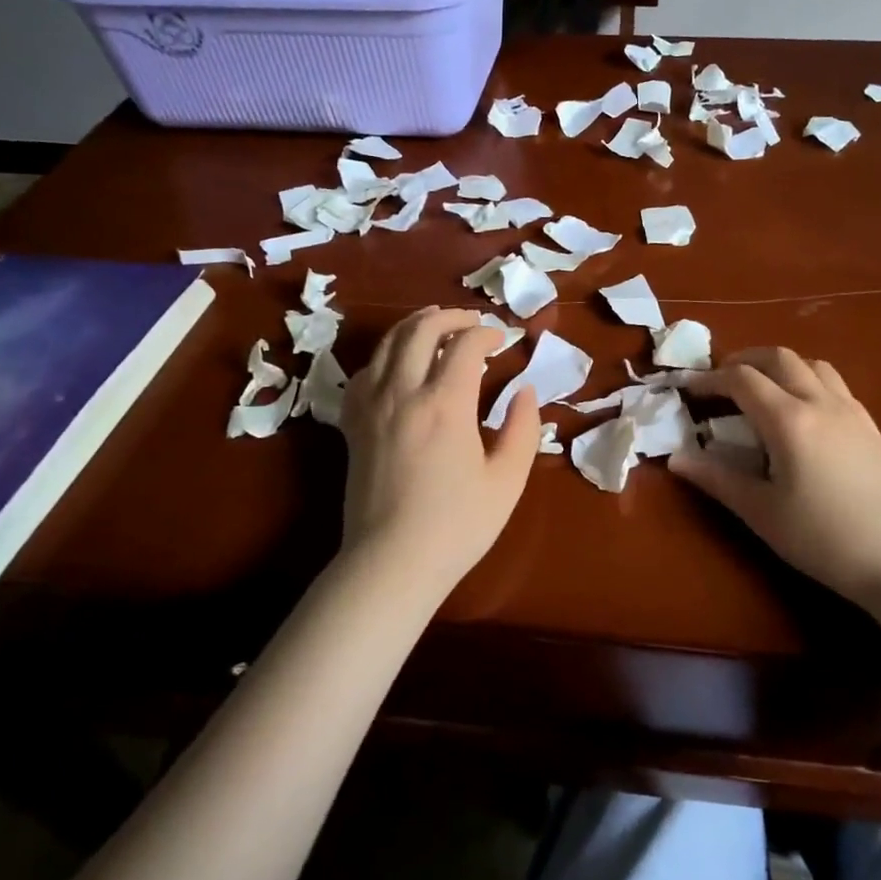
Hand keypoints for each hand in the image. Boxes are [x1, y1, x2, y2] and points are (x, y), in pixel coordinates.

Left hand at [339, 307, 539, 593]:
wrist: (392, 562)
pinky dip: (383, 356)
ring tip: (434, 324)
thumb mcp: (507, 481)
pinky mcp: (354, 425)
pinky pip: (363, 373)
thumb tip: (526, 392)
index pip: (465, 345)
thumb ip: (523, 429)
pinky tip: (395, 364)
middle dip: (449, 317)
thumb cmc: (457, 526)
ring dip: (413, 326)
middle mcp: (403, 393)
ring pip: (387, 344)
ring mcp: (372, 407)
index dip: (487, 333)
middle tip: (471, 322)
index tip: (503, 339)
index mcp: (445, 404)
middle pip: (420, 330)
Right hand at [670, 347, 880, 609]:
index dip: (711, 379)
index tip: (690, 390)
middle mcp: (820, 402)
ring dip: (780, 365)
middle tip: (722, 381)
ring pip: (811, 364)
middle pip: (778, 357)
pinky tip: (801, 411)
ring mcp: (851, 410)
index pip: (742, 379)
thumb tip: (676, 459)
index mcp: (789, 420)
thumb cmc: (821, 538)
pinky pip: (833, 383)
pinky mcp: (870, 424)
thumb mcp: (760, 511)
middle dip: (744, 360)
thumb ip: (716, 478)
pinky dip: (807, 380)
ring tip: (762, 389)